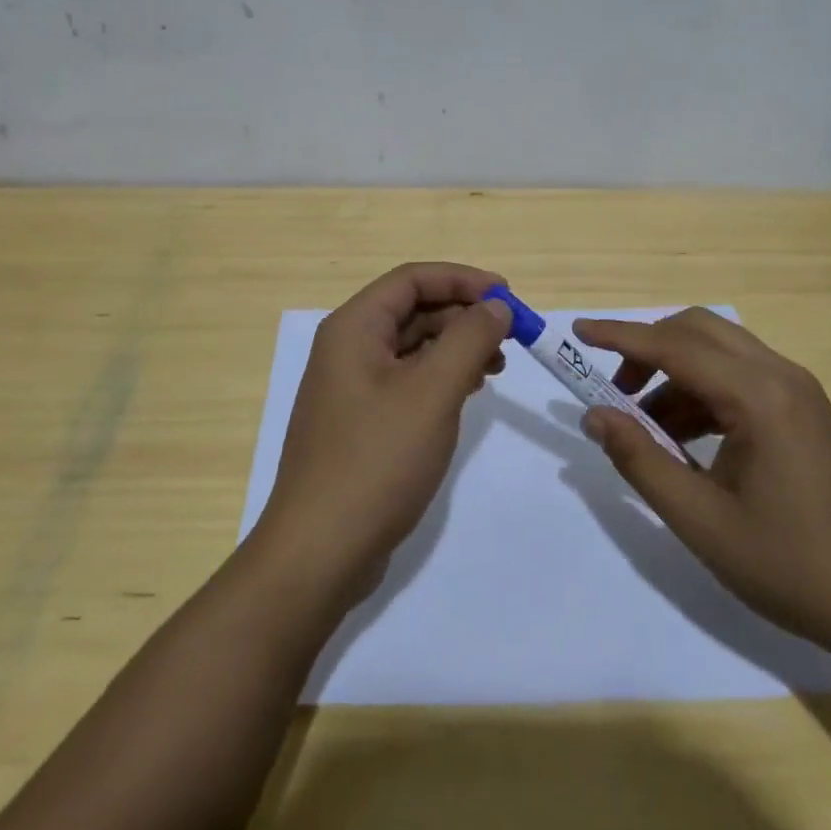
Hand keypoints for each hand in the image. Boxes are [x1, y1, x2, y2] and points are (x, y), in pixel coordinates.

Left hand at [253, 262, 510, 606]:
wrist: (321, 550)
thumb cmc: (377, 459)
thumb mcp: (432, 392)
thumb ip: (469, 339)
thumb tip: (497, 305)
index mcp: (354, 327)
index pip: (413, 279)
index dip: (463, 279)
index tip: (508, 296)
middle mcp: (348, 348)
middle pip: (413, 309)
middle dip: (463, 315)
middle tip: (510, 335)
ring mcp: (352, 387)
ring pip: (412, 346)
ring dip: (456, 346)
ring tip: (497, 366)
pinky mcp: (362, 421)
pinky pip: (407, 379)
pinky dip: (441, 377)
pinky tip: (469, 391)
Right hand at [575, 308, 830, 653]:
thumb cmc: (792, 566)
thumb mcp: (701, 520)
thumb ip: (640, 460)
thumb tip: (595, 416)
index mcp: (758, 396)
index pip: (673, 346)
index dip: (620, 336)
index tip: (577, 332)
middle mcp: (781, 376)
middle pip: (698, 331)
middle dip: (647, 349)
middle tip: (614, 391)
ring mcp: (799, 392)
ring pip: (720, 351)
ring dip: (674, 372)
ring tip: (646, 426)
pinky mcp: (806, 411)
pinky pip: (741, 377)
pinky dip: (702, 391)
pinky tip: (686, 439)